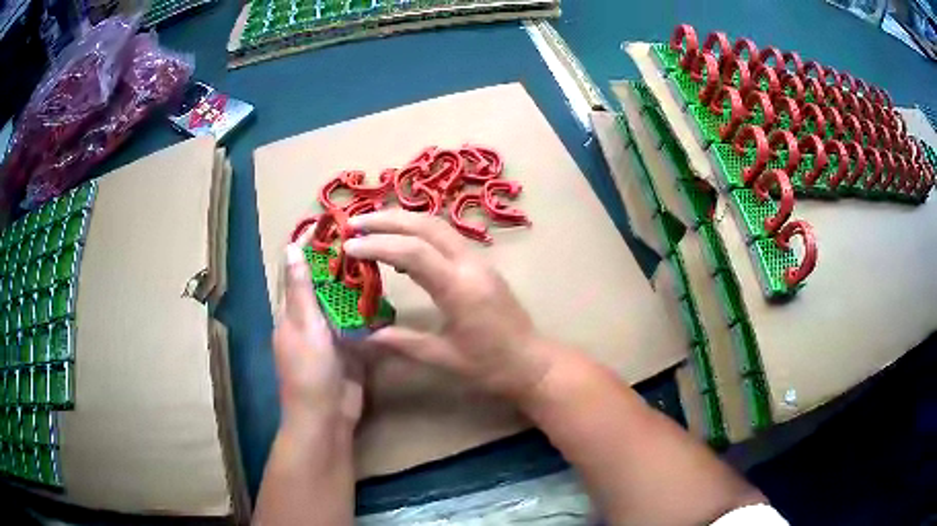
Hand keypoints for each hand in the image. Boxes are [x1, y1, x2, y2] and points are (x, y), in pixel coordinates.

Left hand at [273, 236, 364, 428]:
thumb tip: (290, 248)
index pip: (297, 270)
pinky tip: (385, 295)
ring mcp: (331, 334)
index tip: (328, 224)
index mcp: (292, 312)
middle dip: (338, 261)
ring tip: (378, 257)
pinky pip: (358, 323)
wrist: (327, 417)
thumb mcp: (304, 326)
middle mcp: (310, 319)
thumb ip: (300, 289)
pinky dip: (368, 309)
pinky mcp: (350, 348)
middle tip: (364, 237)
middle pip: (322, 283)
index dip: (308, 247)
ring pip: (342, 302)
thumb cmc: (309, 371)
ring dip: (355, 283)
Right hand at [344, 210, 558, 401]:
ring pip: (438, 225)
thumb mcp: (444, 358)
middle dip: (387, 219)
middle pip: (426, 225)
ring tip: (370, 228)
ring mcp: (479, 261)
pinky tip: (400, 246)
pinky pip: (446, 237)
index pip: (414, 252)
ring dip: (403, 221)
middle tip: (354, 224)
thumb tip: (366, 335)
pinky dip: (418, 233)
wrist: (533, 362)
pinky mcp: (481, 264)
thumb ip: (403, 342)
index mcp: (460, 289)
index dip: (378, 244)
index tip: (349, 247)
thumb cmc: (491, 366)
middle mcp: (471, 265)